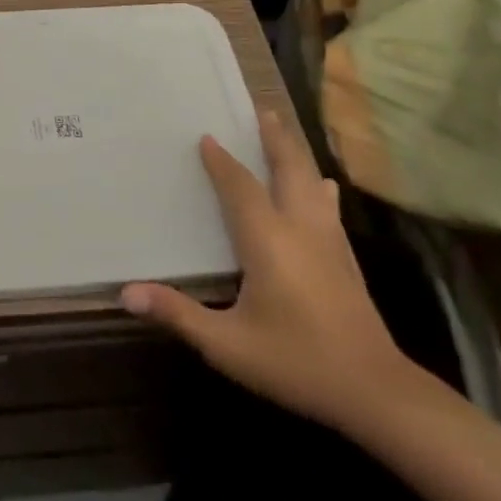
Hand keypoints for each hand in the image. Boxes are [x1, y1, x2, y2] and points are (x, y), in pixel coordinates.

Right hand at [121, 109, 416, 431]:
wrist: (375, 391)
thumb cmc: (296, 361)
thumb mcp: (228, 345)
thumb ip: (179, 315)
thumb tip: (126, 294)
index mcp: (267, 239)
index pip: (240, 186)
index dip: (221, 161)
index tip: (206, 136)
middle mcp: (299, 227)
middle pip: (287, 168)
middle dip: (273, 137)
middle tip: (260, 110)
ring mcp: (328, 240)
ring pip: (311, 181)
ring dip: (295, 153)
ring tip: (283, 132)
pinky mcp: (346, 257)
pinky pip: (327, 204)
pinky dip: (317, 184)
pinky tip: (324, 185)